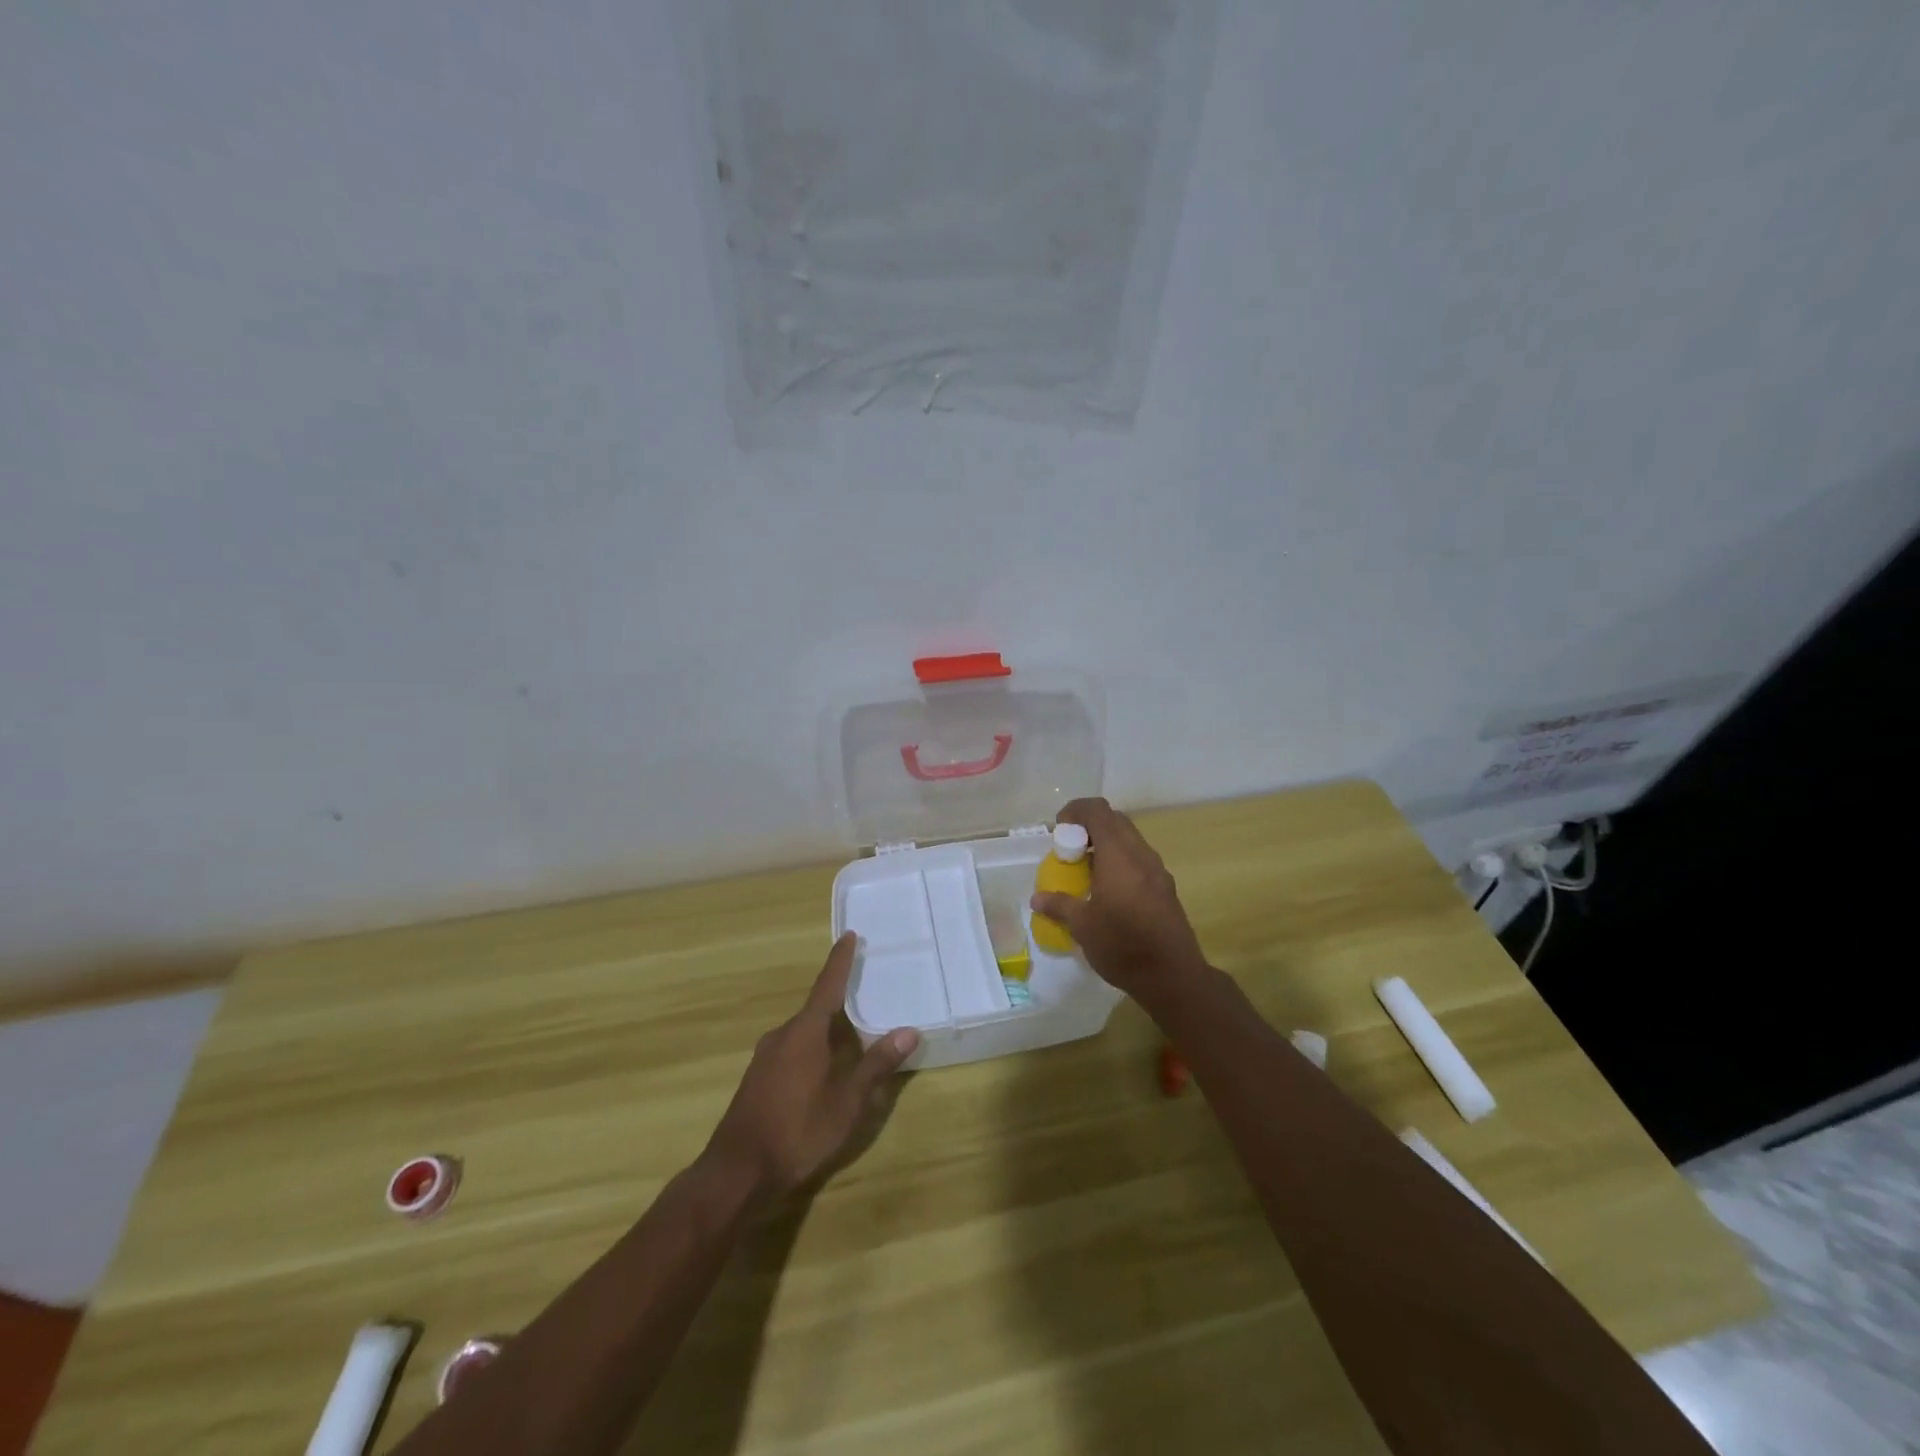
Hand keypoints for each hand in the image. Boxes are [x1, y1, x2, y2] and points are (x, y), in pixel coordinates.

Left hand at [701, 933, 918, 1203]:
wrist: (737, 1172)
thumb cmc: (798, 1131)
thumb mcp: (847, 1102)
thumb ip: (877, 1065)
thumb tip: (909, 1031)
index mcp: (805, 1031)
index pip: (827, 985)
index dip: (840, 960)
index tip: (849, 935)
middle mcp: (783, 1035)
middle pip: (817, 1009)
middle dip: (840, 1001)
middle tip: (867, 991)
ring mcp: (766, 1057)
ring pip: (804, 1032)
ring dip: (827, 1029)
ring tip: (853, 1033)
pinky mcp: (758, 1078)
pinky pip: (792, 1049)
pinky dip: (813, 1047)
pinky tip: (825, 1067)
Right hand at [1029, 797, 1208, 1006]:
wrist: (1173, 977)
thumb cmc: (1123, 946)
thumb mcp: (1082, 927)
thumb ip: (1059, 906)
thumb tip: (1037, 898)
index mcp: (1118, 856)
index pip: (1097, 811)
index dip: (1075, 811)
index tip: (1058, 830)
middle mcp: (1141, 855)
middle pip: (1115, 820)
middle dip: (1089, 826)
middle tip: (1070, 849)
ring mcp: (1157, 870)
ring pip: (1130, 839)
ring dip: (1106, 844)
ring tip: (1086, 870)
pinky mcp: (1165, 887)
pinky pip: (1139, 859)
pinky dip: (1120, 860)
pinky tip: (1108, 890)